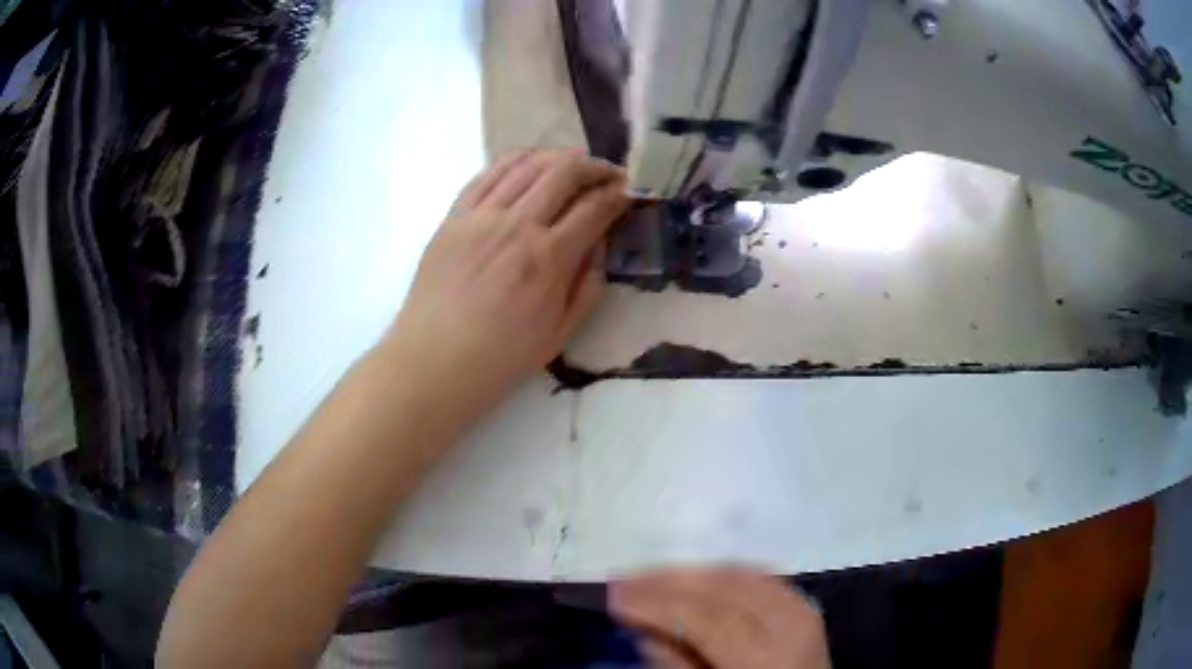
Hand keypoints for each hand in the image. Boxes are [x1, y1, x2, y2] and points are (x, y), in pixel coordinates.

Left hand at [385, 149, 628, 414]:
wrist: (434, 360)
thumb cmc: (500, 357)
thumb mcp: (560, 334)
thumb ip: (588, 287)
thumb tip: (600, 246)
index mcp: (548, 258)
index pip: (594, 208)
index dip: (617, 195)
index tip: (627, 193)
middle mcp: (517, 225)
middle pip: (564, 173)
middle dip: (595, 166)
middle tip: (608, 173)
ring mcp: (481, 216)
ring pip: (527, 165)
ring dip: (558, 157)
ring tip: (574, 163)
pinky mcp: (454, 216)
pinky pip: (487, 174)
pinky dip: (514, 160)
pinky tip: (529, 162)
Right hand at [609, 567, 829, 668]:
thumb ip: (679, 665)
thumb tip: (643, 630)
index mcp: (766, 658)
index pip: (707, 620)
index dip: (658, 605)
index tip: (615, 596)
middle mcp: (788, 624)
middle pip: (722, 589)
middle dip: (667, 582)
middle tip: (623, 581)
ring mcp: (801, 607)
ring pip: (738, 574)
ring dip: (689, 572)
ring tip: (647, 576)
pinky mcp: (800, 601)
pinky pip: (756, 575)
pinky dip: (718, 572)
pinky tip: (692, 575)